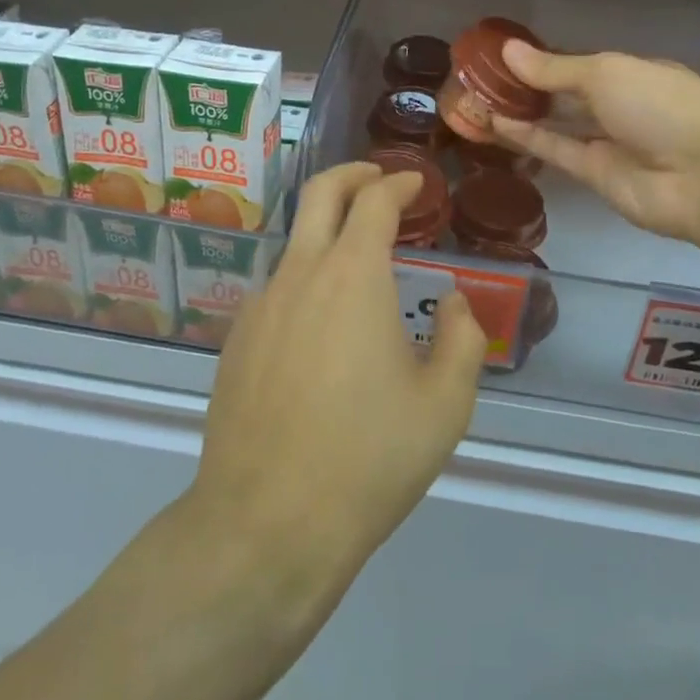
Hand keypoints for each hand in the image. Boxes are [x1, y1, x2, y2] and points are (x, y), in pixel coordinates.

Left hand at [190, 162, 487, 595]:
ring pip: (297, 241)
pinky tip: (323, 328)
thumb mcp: (444, 405)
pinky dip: (307, 279)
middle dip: (354, 173)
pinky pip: (278, 288)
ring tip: (360, 264)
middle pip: (321, 192)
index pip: (375, 200)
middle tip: (379, 179)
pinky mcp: (237, 338)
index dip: (399, 183)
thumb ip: (462, 339)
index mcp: (353, 275)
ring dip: (330, 231)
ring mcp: (262, 304)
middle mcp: (301, 272)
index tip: (417, 185)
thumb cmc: (367, 459)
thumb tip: (454, 305)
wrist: (265, 525)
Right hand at [491, 42, 699, 246]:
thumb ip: (554, 68)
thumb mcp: (607, 73)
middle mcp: (619, 104)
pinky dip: (527, 136)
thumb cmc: (661, 106)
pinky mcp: (595, 174)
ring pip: (555, 122)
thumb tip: (508, 50)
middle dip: (525, 86)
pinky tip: (494, 122)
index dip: (541, 59)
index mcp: (631, 72)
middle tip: (478, 78)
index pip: (578, 62)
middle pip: (564, 92)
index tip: (502, 55)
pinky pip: (555, 149)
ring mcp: (607, 141)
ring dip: (519, 111)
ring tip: (476, 99)